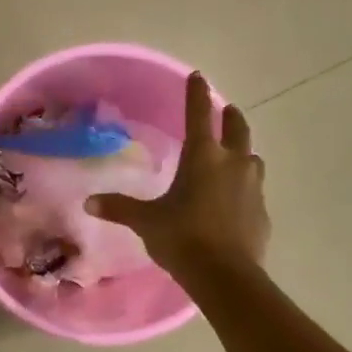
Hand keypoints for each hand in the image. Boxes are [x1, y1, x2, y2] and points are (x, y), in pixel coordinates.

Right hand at [85, 71, 267, 280]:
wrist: (225, 275)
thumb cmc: (183, 238)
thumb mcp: (147, 221)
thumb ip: (120, 208)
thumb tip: (89, 202)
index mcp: (203, 157)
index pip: (198, 114)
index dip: (196, 94)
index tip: (197, 76)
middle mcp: (233, 163)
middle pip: (237, 128)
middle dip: (229, 116)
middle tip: (225, 110)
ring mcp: (253, 186)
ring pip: (252, 158)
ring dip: (242, 151)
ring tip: (233, 156)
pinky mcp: (262, 211)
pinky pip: (253, 189)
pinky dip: (244, 187)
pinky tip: (234, 200)